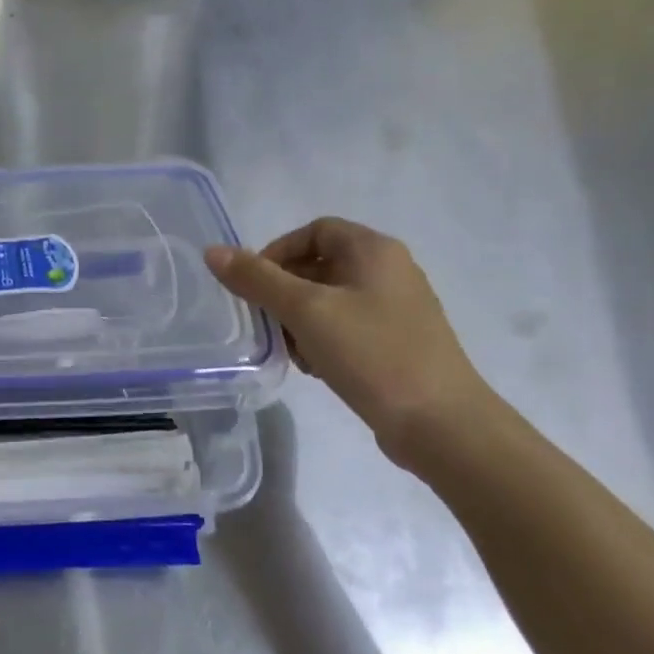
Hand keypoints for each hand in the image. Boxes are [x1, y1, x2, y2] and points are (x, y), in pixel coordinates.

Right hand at [205, 218, 493, 458]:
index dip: (278, 251)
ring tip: (294, 353)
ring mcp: (396, 309)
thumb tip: (212, 251)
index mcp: (375, 251)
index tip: (255, 286)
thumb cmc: (371, 354)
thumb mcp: (305, 311)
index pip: (314, 230)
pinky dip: (322, 340)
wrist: (440, 423)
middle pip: (318, 265)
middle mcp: (389, 271)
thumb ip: (256, 279)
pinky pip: (345, 327)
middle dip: (284, 293)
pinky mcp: (396, 342)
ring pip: (328, 300)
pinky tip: (317, 368)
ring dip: (299, 321)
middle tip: (268, 323)